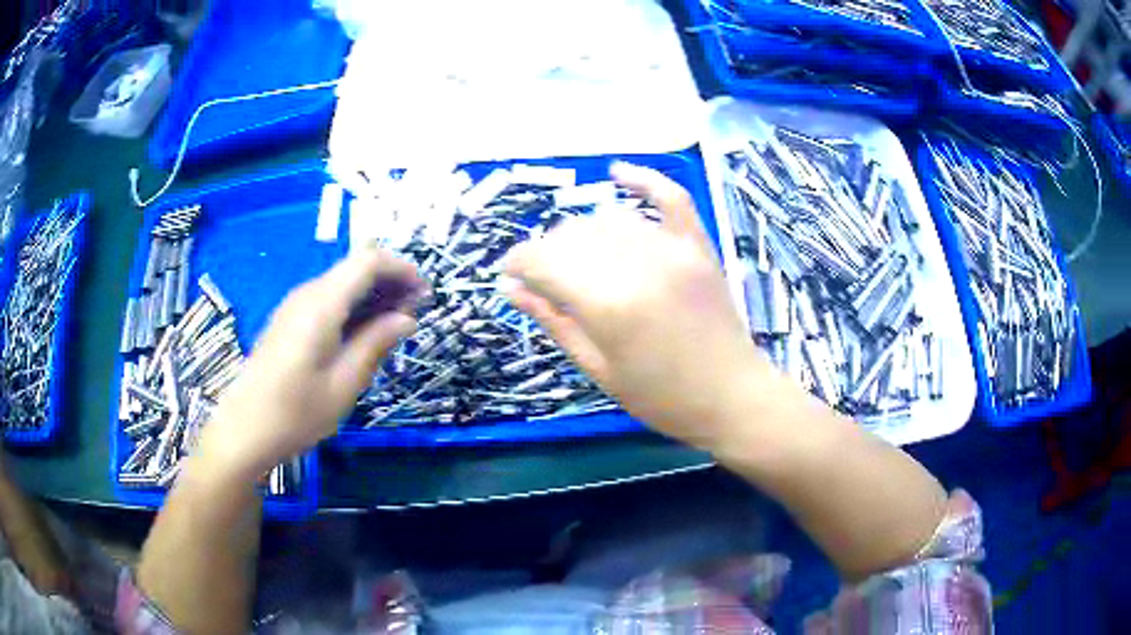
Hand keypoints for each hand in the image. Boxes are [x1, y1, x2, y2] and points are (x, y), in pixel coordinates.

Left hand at [201, 248, 423, 477]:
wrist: (245, 429)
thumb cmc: (296, 412)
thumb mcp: (345, 383)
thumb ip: (376, 344)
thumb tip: (406, 319)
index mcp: (322, 303)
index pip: (368, 260)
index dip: (401, 269)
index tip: (425, 295)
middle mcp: (307, 294)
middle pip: (355, 267)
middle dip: (390, 282)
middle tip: (414, 314)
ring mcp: (295, 306)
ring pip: (342, 283)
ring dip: (372, 296)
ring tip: (394, 327)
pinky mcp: (289, 321)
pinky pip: (328, 300)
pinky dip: (353, 308)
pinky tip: (362, 336)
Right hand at [504, 162, 775, 449]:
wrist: (733, 396)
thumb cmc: (662, 398)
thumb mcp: (598, 369)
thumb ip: (554, 321)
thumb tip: (510, 288)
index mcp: (608, 305)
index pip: (544, 262)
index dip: (517, 262)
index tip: (507, 272)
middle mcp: (638, 265)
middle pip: (573, 237)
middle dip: (546, 252)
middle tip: (543, 278)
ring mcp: (673, 250)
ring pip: (609, 219)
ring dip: (581, 233)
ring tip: (575, 257)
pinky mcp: (698, 245)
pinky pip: (669, 197)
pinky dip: (643, 180)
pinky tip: (617, 172)